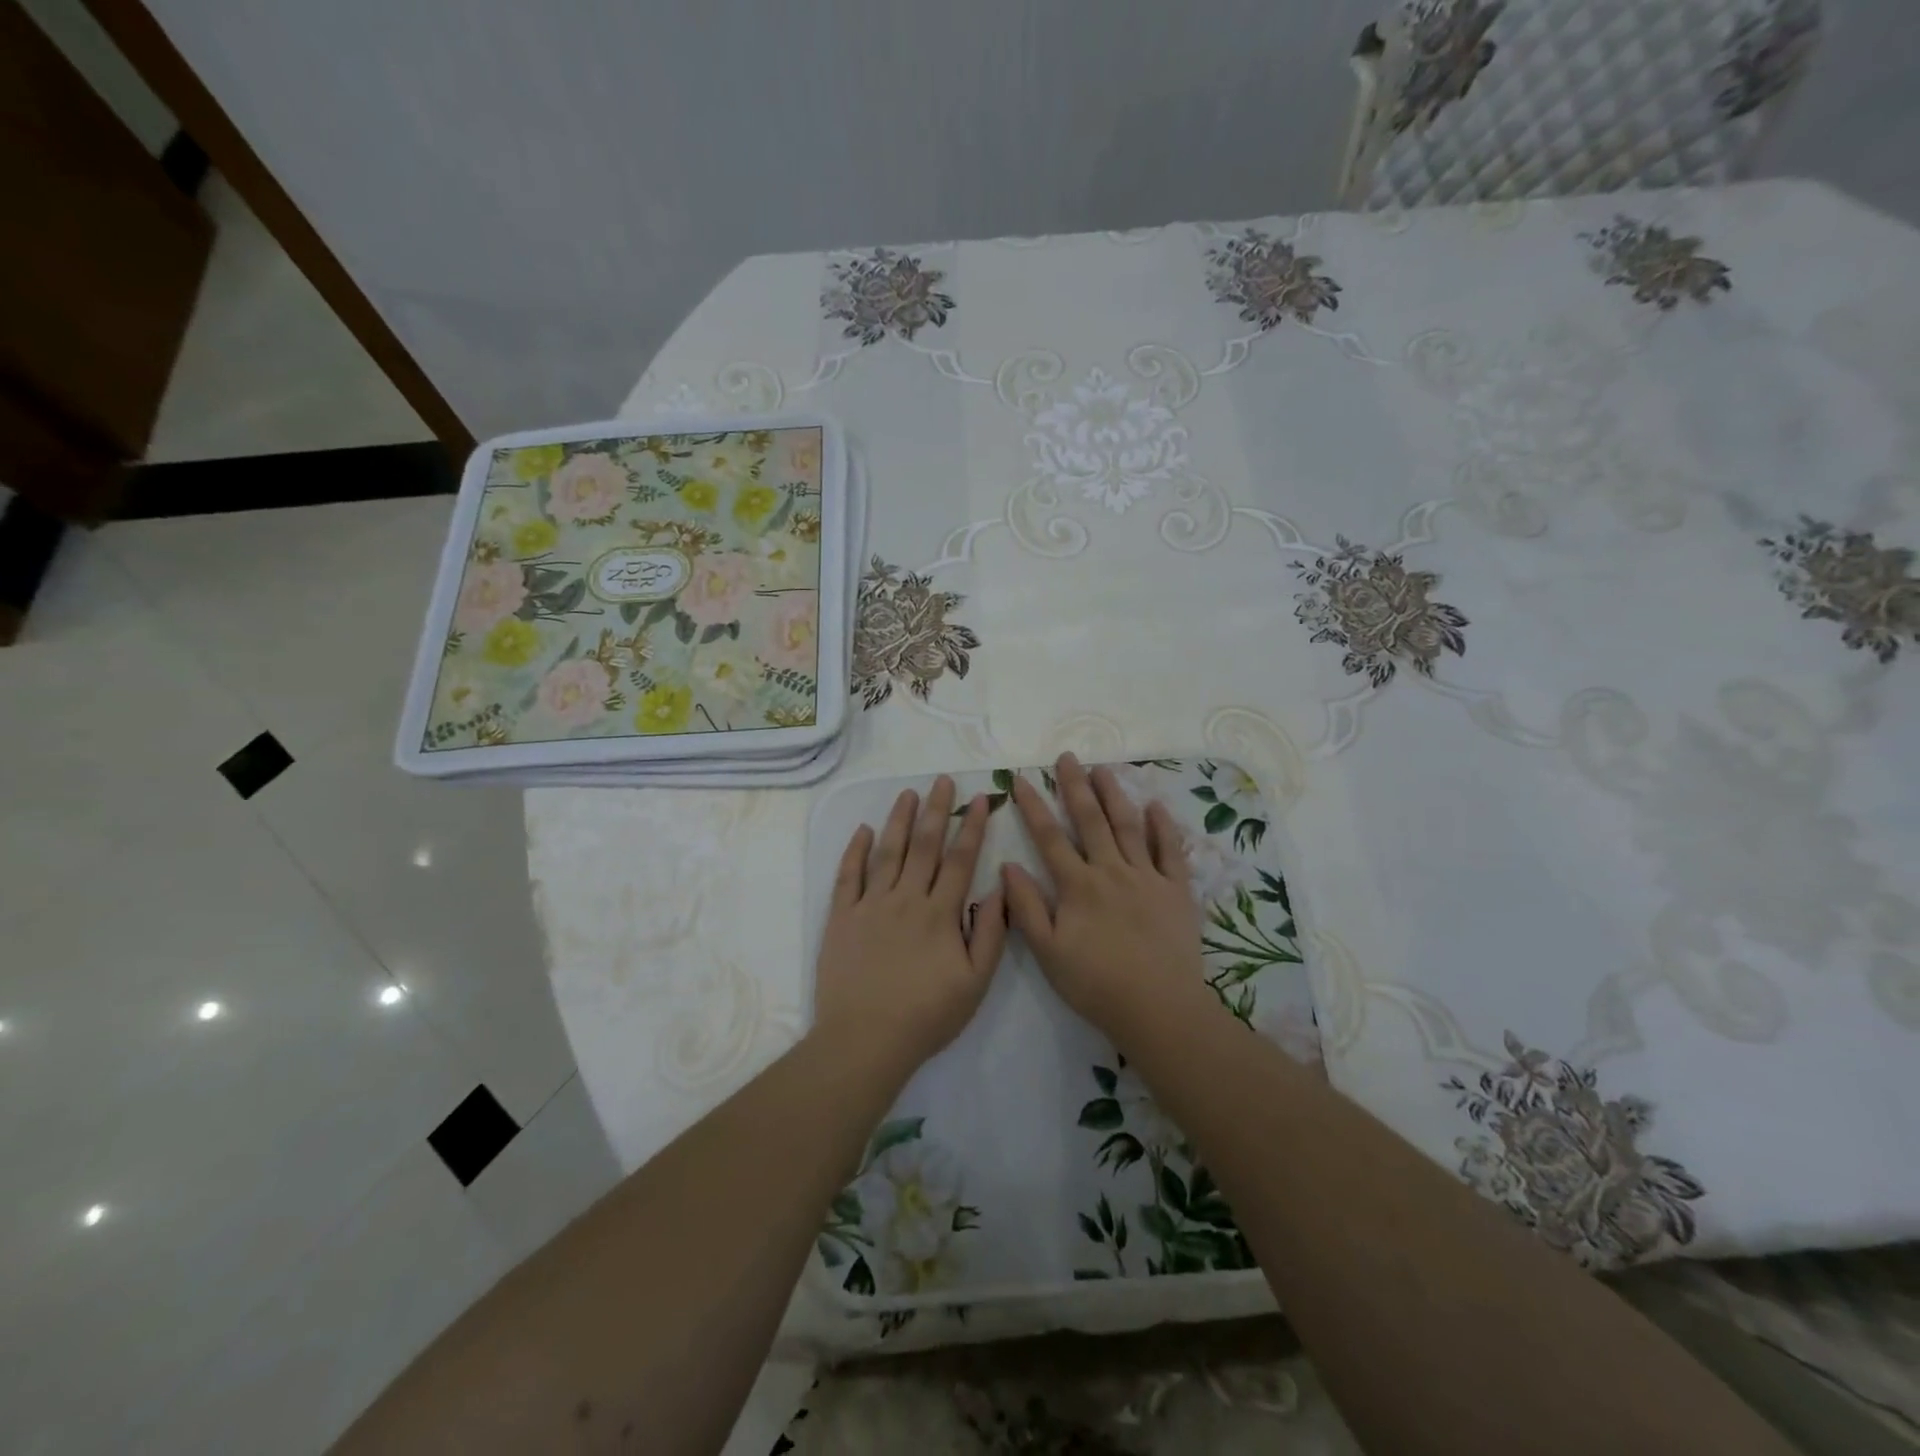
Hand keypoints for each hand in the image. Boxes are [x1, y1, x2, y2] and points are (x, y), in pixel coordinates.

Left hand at [814, 775, 1007, 1079]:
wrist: (865, 1039)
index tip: (980, 799)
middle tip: (942, 780)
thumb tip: (999, 889)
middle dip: (935, 810)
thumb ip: (990, 934)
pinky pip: (848, 876)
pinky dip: (855, 851)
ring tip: (907, 793)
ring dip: (898, 820)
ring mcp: (870, 905)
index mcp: (940, 913)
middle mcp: (906, 899)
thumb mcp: (975, 983)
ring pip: (887, 852)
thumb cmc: (926, 1015)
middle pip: (924, 845)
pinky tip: (862, 830)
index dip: (971, 827)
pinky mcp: (842, 918)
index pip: (960, 859)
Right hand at [1003, 753, 1210, 1045]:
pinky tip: (1155, 806)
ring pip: (1128, 826)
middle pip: (1091, 820)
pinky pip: (1170, 851)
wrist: (1158, 1008)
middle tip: (1067, 757)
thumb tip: (1008, 865)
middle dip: (1075, 786)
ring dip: (1114, 795)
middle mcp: (1111, 871)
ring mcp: (1147, 878)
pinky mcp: (1176, 890)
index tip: (1021, 779)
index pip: (1050, 838)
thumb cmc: (1096, 984)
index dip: (1034, 806)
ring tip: (1102, 768)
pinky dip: (1163, 826)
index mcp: (1078, 886)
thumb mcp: (1048, 952)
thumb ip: (1027, 907)